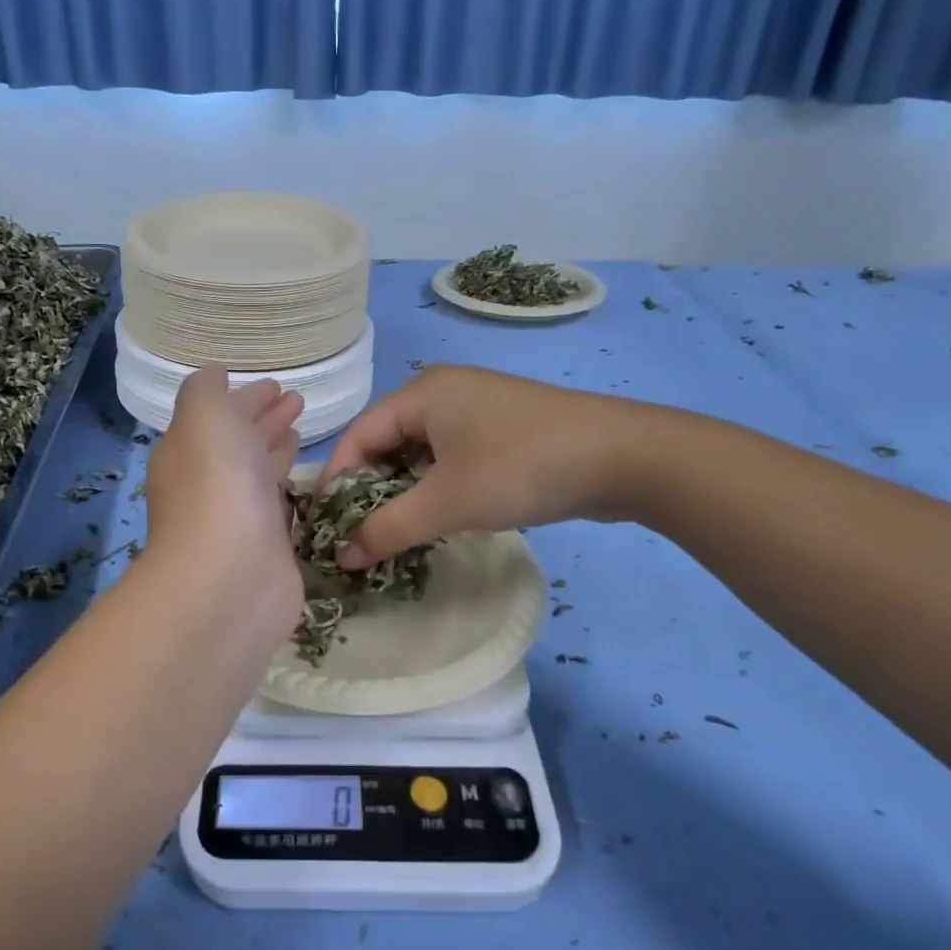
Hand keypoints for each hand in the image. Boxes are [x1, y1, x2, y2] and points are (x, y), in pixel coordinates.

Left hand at [144, 370, 304, 618]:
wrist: (230, 576)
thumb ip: (206, 391)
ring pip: (258, 473)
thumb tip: (216, 377)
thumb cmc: (216, 485)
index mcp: (188, 450)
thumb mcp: (203, 416)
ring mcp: (237, 518)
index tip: (277, 386)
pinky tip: (308, 479)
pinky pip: (278, 507)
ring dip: (276, 449)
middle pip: (238, 443)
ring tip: (302, 430)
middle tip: (297, 401)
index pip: (218, 416)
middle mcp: (208, 483)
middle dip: (264, 420)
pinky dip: (289, 488)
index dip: (245, 398)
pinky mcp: (266, 548)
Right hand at [322, 365, 669, 566]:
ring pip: (420, 454)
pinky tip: (436, 518)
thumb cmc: (521, 468)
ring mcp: (477, 409)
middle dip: (369, 490)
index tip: (327, 528)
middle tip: (359, 537)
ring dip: (403, 493)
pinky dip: (435, 487)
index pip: (359, 435)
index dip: (336, 481)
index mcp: (422, 393)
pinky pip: (451, 458)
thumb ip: (388, 528)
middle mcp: (444, 392)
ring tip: (394, 534)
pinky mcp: (503, 431)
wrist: (624, 457)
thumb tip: (343, 557)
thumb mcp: (447, 502)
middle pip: (387, 443)